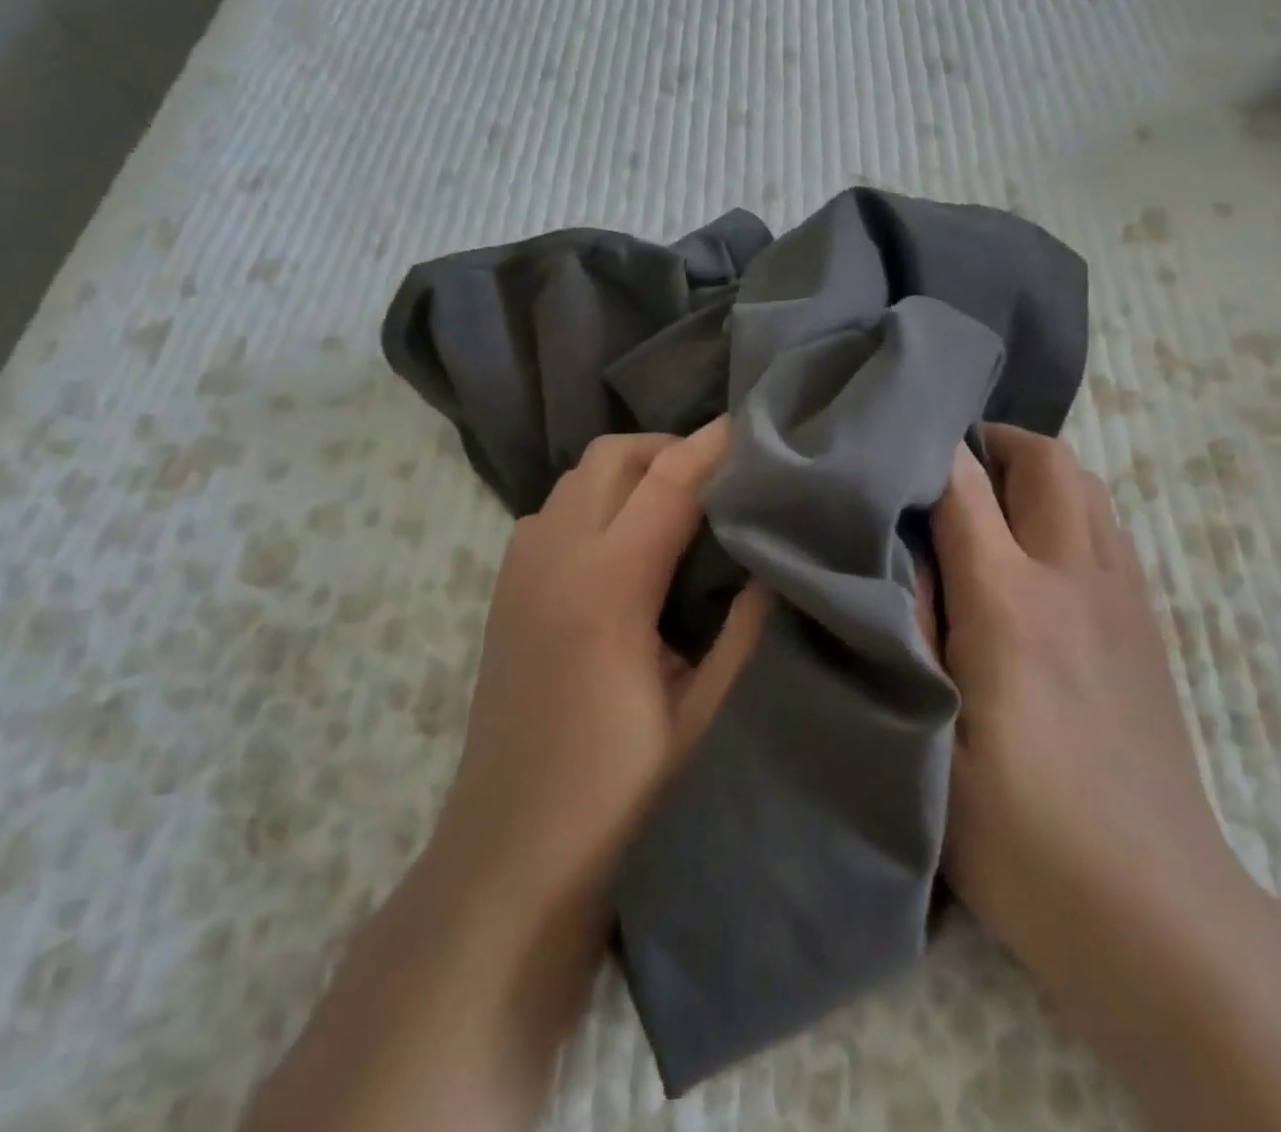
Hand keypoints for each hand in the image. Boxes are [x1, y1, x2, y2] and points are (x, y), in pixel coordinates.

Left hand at [243, 421, 767, 1131]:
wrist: (509, 858)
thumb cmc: (617, 795)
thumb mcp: (702, 717)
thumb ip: (744, 631)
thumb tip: (775, 567)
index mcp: (608, 588)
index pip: (670, 483)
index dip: (715, 446)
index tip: (756, 424)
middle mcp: (554, 559)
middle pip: (613, 457)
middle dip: (670, 447)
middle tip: (722, 474)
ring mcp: (519, 570)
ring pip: (578, 477)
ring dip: (631, 469)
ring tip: (681, 500)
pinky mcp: (505, 589)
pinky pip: (554, 509)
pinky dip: (596, 498)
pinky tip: (627, 539)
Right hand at [934, 424, 1247, 982]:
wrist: (1150, 908)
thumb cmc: (1016, 832)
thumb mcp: (928, 734)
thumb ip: (907, 630)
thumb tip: (891, 553)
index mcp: (1009, 602)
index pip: (964, 483)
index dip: (925, 450)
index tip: (888, 445)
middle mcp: (1074, 578)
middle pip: (1047, 460)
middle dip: (994, 444)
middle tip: (945, 470)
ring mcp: (1123, 598)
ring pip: (1088, 487)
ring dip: (1037, 473)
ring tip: (990, 504)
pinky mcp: (1149, 625)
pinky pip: (1108, 530)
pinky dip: (1070, 511)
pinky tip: (1038, 557)